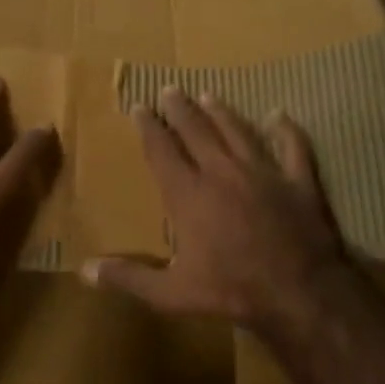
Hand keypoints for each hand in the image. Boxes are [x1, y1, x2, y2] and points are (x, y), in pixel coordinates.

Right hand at [82, 87, 355, 339]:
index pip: (162, 151)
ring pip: (238, 132)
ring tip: (208, 96)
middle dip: (180, 109)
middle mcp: (222, 172)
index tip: (139, 107)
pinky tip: (279, 115)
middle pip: (197, 132)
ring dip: (221, 112)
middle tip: (170, 89)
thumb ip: (129, 278)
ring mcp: (263, 172)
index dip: (149, 128)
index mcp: (189, 195)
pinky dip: (286, 130)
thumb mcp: (172, 293)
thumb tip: (85, 270)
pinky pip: (292, 147)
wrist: (299, 291)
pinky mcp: (298, 181)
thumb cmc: (231, 290)